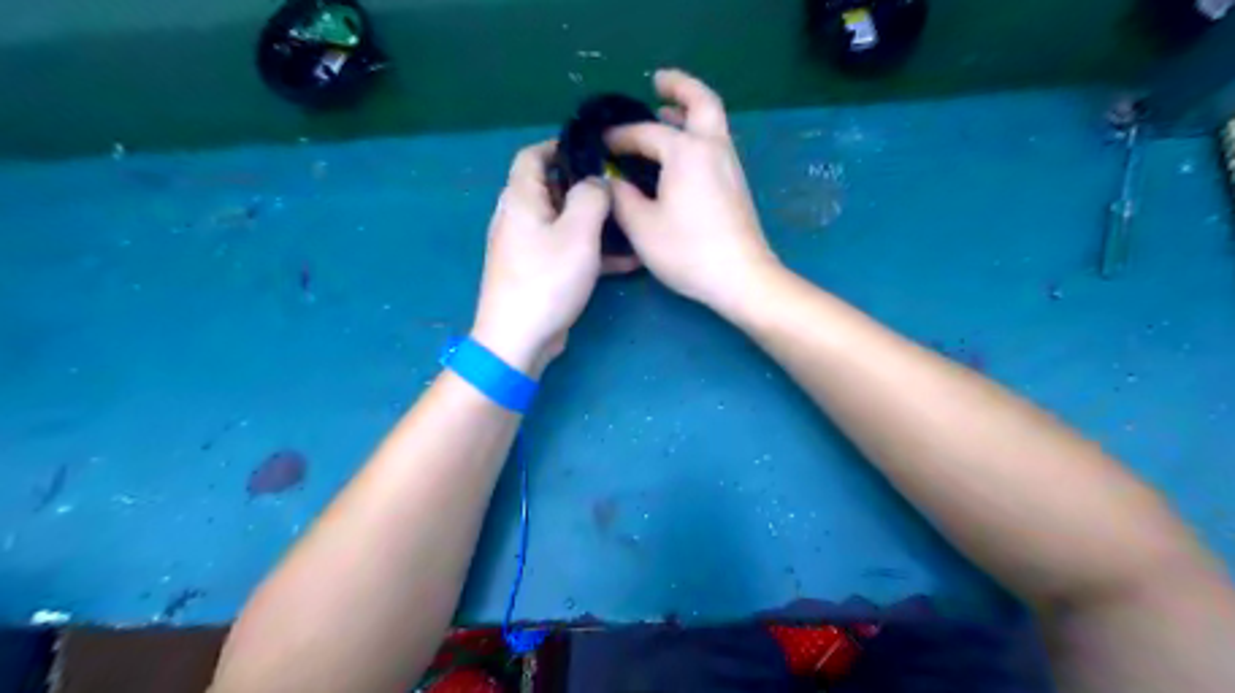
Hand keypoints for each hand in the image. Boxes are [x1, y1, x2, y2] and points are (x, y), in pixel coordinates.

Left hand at [468, 140, 629, 375]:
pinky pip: (567, 251)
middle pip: (551, 188)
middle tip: (621, 188)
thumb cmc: (547, 279)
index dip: (560, 146)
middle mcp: (520, 218)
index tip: (595, 150)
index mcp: (521, 199)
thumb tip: (598, 182)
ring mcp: (528, 248)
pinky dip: (592, 251)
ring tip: (629, 222)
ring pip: (564, 222)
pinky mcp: (540, 273)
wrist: (519, 338)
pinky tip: (627, 261)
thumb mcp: (578, 232)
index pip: (532, 155)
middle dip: (586, 186)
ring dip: (594, 221)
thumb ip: (592, 197)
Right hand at [604, 67, 773, 311]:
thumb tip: (610, 180)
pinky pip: (714, 144)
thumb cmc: (688, 251)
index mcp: (686, 152)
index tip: (600, 141)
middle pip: (701, 102)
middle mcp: (713, 148)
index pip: (646, 132)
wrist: (742, 277)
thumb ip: (620, 197)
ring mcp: (730, 165)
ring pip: (711, 123)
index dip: (620, 135)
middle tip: (656, 83)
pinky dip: (696, 136)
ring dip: (688, 112)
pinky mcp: (736, 185)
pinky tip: (679, 156)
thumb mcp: (641, 227)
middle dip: (679, 87)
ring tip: (664, 114)